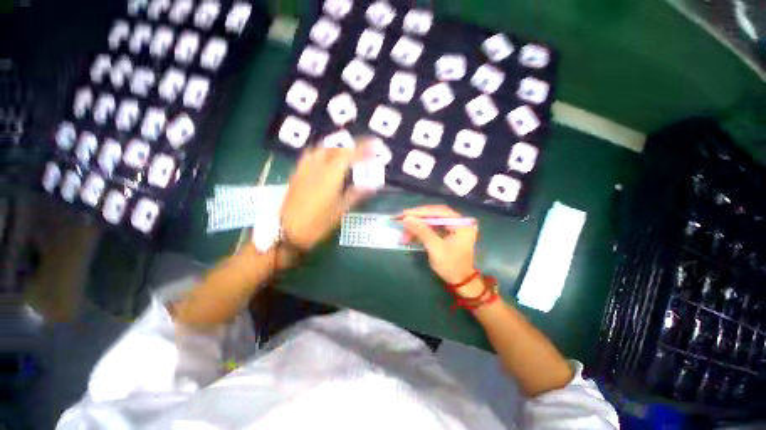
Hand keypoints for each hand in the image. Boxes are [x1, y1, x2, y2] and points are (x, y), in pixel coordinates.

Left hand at [281, 139, 372, 250]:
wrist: (288, 231)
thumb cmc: (318, 222)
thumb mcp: (340, 210)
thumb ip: (356, 195)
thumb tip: (372, 186)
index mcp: (330, 174)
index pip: (350, 154)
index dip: (363, 148)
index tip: (374, 146)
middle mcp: (317, 166)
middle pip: (336, 149)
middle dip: (351, 149)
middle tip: (362, 154)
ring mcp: (304, 169)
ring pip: (322, 149)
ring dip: (337, 149)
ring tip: (346, 155)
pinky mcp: (297, 174)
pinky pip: (311, 155)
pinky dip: (323, 153)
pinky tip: (326, 161)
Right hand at [400, 205, 478, 287]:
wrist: (461, 282)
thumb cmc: (451, 265)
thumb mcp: (435, 248)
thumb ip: (422, 231)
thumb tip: (406, 218)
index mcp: (461, 223)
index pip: (438, 211)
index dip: (420, 212)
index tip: (405, 214)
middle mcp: (458, 221)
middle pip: (434, 215)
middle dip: (417, 219)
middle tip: (401, 220)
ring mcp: (453, 227)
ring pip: (431, 222)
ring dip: (417, 227)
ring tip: (404, 234)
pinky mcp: (447, 233)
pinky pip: (432, 228)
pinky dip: (421, 232)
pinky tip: (410, 236)